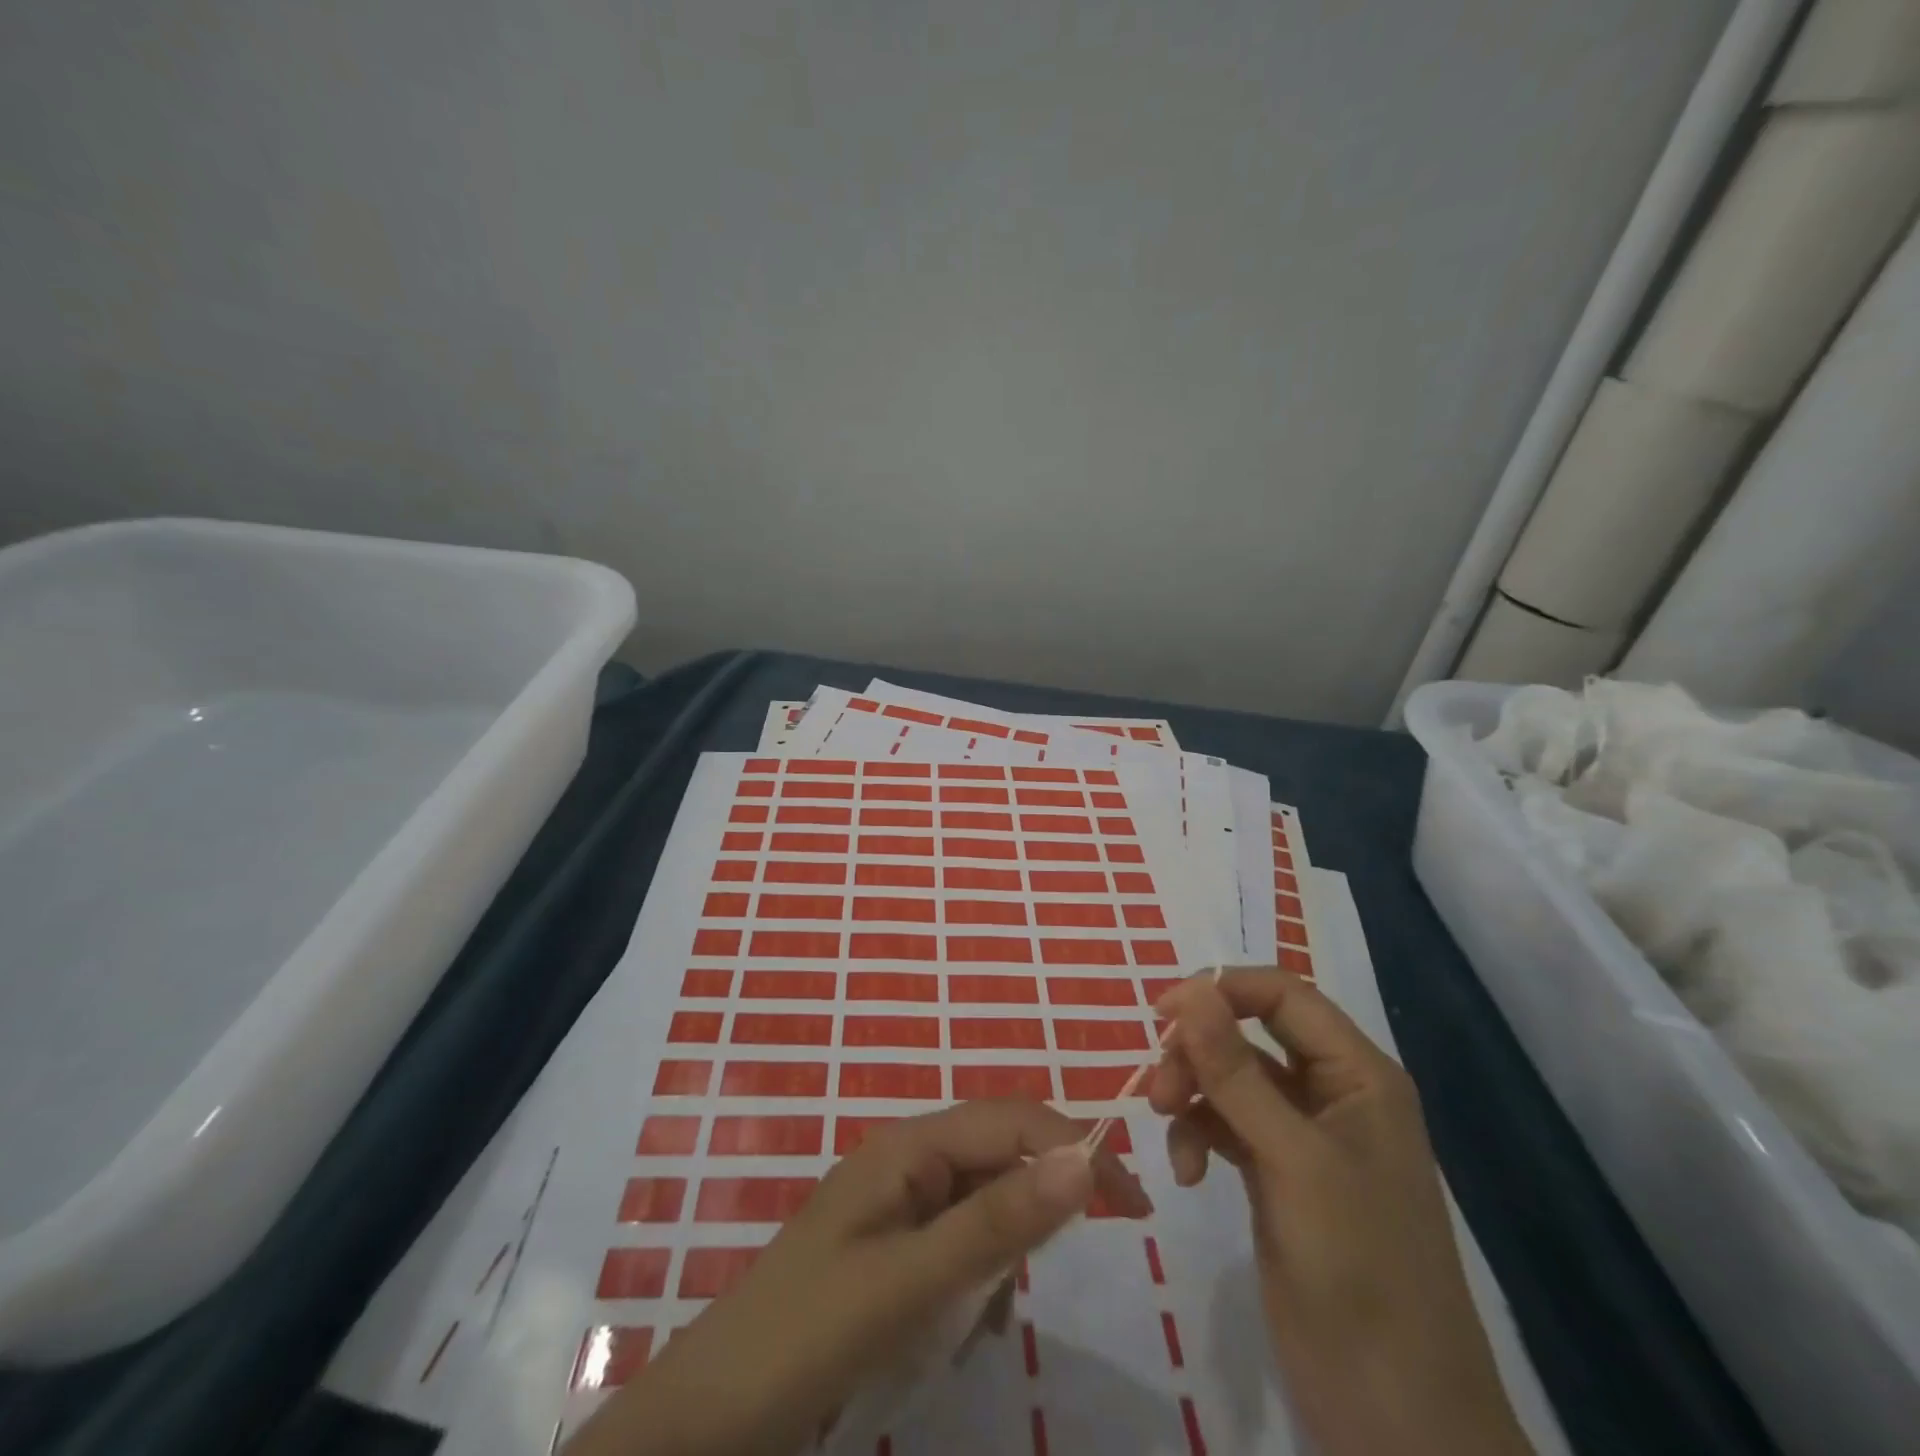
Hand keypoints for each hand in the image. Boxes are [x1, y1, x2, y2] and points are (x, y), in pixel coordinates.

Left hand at [568, 1100, 1151, 1455]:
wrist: (712, 1416)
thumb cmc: (807, 1336)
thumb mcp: (910, 1282)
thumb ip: (996, 1222)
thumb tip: (1082, 1158)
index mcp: (909, 1144)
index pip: (1012, 1120)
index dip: (1076, 1147)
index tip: (1134, 1202)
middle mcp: (907, 1158)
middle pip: (1001, 1156)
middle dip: (1039, 1206)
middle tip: (1048, 1275)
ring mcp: (898, 1202)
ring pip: (986, 1205)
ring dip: (1002, 1257)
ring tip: (974, 1323)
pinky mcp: (892, 1246)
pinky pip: (960, 1243)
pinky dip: (976, 1282)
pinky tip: (956, 1330)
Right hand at [1151, 970, 1529, 1455]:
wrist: (1397, 1417)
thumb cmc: (1359, 1271)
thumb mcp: (1292, 1161)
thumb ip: (1235, 1071)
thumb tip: (1190, 990)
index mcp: (1358, 1075)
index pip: (1283, 995)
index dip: (1222, 990)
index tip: (1162, 1012)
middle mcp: (1332, 1093)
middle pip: (1250, 1033)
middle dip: (1198, 1051)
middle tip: (1157, 1089)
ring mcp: (1304, 1137)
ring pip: (1231, 1078)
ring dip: (1192, 1093)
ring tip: (1166, 1127)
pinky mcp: (1279, 1176)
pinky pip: (1226, 1125)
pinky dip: (1199, 1135)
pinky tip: (1187, 1174)